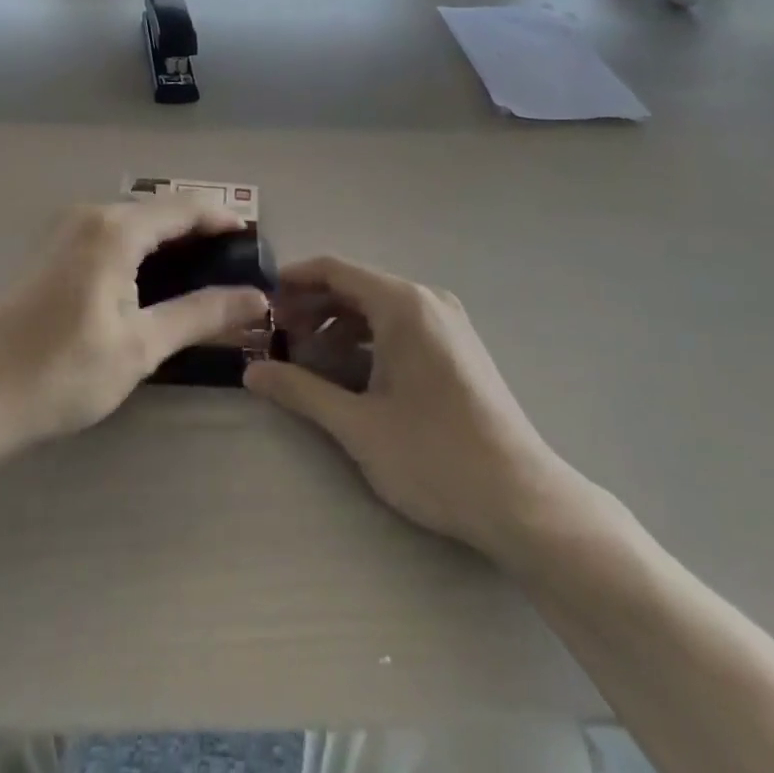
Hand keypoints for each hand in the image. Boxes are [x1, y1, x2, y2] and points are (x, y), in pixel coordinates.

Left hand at [0, 201, 268, 460]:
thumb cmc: (62, 372)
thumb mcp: (141, 346)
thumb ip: (202, 314)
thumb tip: (257, 298)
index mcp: (115, 229)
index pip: (185, 208)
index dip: (224, 220)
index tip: (255, 243)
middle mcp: (89, 214)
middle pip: (159, 210)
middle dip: (199, 231)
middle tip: (234, 267)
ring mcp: (64, 228)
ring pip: (133, 221)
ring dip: (169, 240)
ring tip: (202, 276)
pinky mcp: (50, 248)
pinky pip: (109, 233)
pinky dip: (140, 247)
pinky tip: (152, 281)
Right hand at [244, 256, 599, 570]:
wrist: (523, 502)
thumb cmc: (435, 457)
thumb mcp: (358, 425)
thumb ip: (301, 391)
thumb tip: (250, 372)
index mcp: (403, 304)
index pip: (335, 270)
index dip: (294, 280)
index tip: (260, 300)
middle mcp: (427, 301)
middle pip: (356, 287)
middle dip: (312, 308)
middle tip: (276, 338)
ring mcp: (447, 324)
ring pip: (378, 309)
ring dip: (338, 327)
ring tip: (306, 361)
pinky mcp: (457, 348)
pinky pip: (400, 327)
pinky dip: (367, 341)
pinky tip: (348, 375)